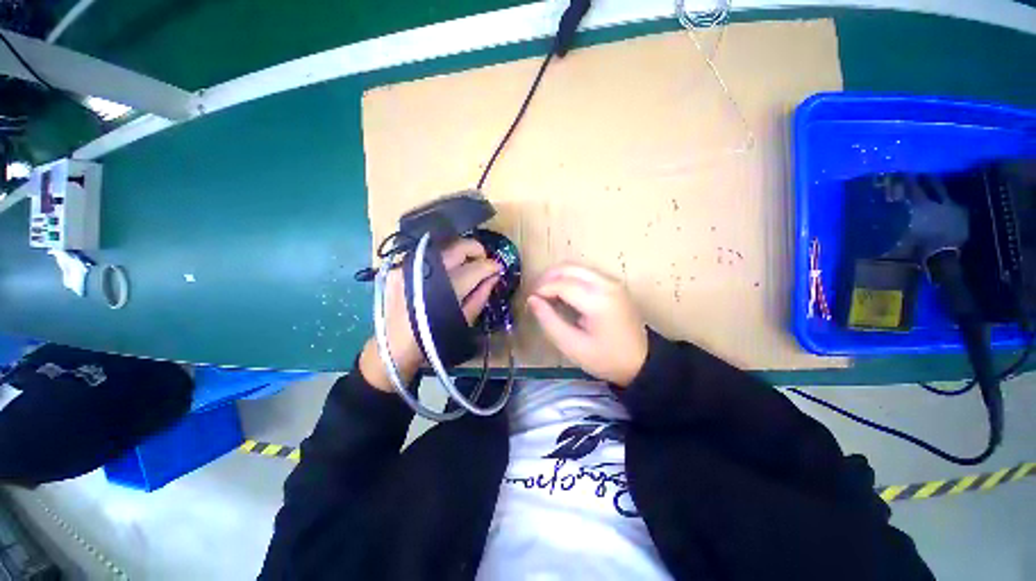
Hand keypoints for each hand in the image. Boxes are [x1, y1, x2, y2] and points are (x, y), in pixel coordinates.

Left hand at [360, 239, 500, 391]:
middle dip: (476, 250)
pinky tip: (445, 273)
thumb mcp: (464, 320)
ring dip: (459, 253)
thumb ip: (481, 295)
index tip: (498, 268)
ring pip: (442, 248)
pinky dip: (442, 260)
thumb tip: (494, 276)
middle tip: (484, 261)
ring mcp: (411, 266)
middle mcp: (428, 271)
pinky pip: (427, 257)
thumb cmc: (434, 338)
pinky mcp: (399, 268)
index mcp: (448, 288)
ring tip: (467, 265)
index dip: (491, 265)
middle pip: (458, 248)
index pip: (476, 267)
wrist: (393, 347)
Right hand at [528, 264, 647, 386]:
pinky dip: (569, 278)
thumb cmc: (606, 358)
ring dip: (557, 276)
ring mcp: (612, 282)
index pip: (562, 284)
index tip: (530, 300)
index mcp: (598, 300)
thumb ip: (549, 321)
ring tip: (545, 293)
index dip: (541, 289)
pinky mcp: (614, 285)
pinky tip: (563, 293)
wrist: (642, 362)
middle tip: (535, 294)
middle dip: (547, 277)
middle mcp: (606, 284)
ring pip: (577, 267)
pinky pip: (586, 273)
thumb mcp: (572, 346)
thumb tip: (532, 300)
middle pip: (569, 268)